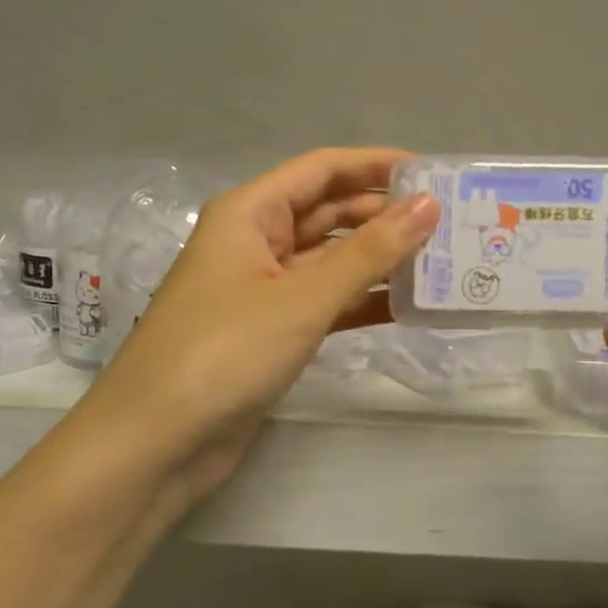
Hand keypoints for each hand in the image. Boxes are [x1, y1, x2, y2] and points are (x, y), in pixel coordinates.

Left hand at [84, 148, 438, 508]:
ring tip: (440, 261)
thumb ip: (369, 252)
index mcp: (250, 213)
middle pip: (328, 213)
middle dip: (383, 214)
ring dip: (378, 260)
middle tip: (449, 223)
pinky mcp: (271, 332)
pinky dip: (361, 302)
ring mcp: (263, 290)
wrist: (158, 442)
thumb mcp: (303, 297)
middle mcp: (255, 242)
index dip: (376, 165)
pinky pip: (325, 303)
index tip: (433, 173)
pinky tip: (407, 307)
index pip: (322, 170)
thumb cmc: (225, 351)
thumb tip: (428, 204)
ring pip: (330, 261)